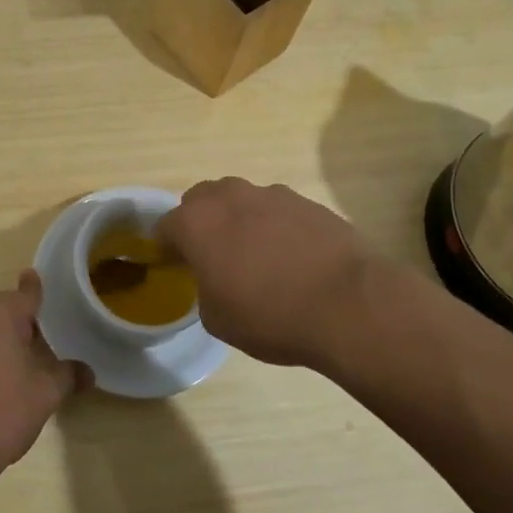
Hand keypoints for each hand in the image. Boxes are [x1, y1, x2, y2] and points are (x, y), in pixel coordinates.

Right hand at [159, 178, 373, 372]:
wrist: (348, 304)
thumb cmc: (270, 316)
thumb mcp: (217, 318)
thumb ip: (204, 288)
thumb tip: (216, 278)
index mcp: (196, 223)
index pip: (164, 226)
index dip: (166, 247)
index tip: (176, 266)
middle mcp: (229, 197)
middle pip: (201, 200)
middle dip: (200, 222)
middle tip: (213, 256)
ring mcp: (271, 194)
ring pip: (241, 200)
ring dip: (239, 221)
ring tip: (257, 257)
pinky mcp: (307, 201)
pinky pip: (277, 210)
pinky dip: (275, 227)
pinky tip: (292, 257)